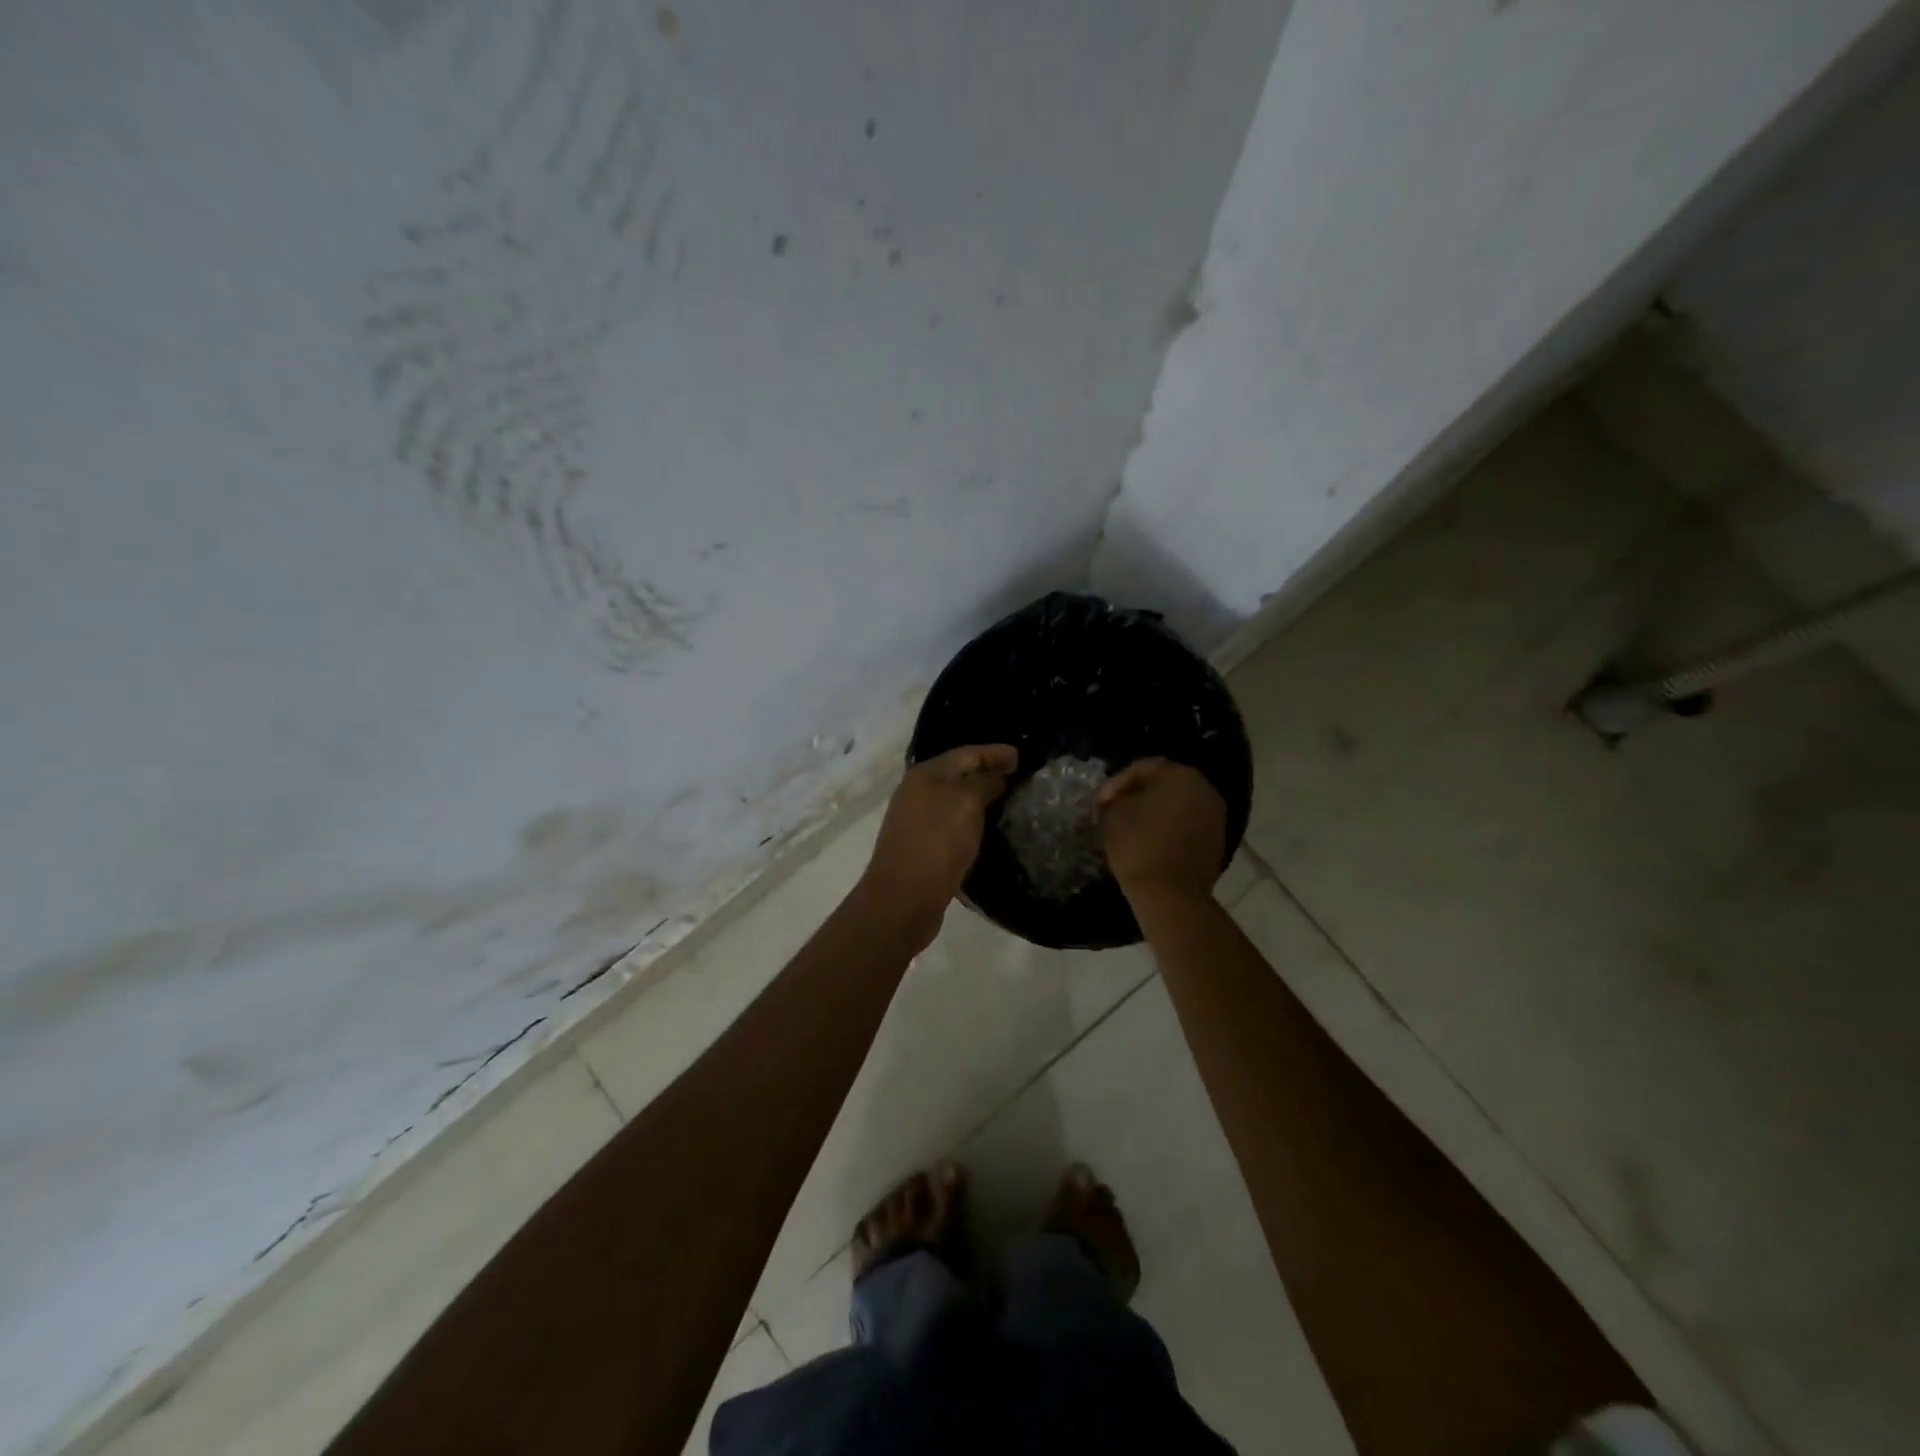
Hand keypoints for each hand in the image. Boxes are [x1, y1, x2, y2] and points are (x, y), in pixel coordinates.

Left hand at [858, 744, 1017, 943]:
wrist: (904, 898)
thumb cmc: (937, 842)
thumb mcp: (967, 804)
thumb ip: (984, 783)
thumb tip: (996, 776)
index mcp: (925, 775)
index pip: (966, 753)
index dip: (994, 752)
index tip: (1022, 756)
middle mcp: (916, 792)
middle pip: (957, 774)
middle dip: (986, 772)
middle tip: (1016, 776)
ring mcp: (915, 820)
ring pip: (954, 800)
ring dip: (978, 798)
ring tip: (1006, 801)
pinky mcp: (920, 846)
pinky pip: (951, 823)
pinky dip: (970, 820)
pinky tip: (985, 829)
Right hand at [1097, 758, 1226, 902]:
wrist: (1172, 895)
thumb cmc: (1138, 846)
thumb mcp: (1112, 815)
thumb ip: (1113, 799)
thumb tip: (1116, 800)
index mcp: (1181, 775)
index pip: (1143, 768)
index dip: (1116, 782)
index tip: (1099, 802)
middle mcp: (1204, 789)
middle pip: (1164, 783)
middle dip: (1138, 794)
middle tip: (1114, 809)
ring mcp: (1215, 816)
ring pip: (1177, 805)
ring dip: (1154, 811)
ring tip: (1130, 827)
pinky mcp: (1217, 842)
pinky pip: (1187, 825)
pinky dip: (1168, 828)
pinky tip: (1150, 841)